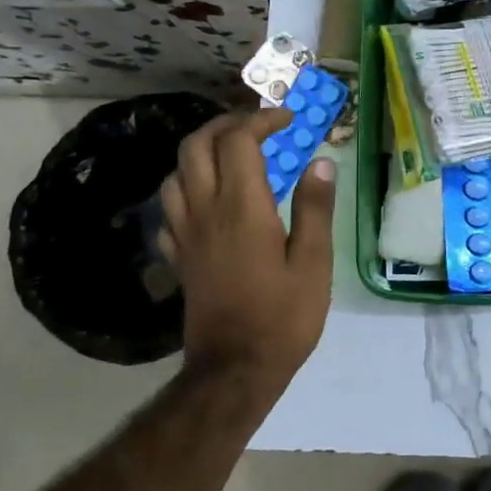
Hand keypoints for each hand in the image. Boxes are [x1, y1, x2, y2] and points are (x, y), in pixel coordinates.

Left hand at [155, 109, 337, 390]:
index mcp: (242, 207)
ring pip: (176, 172)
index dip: (261, 120)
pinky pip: (170, 208)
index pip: (238, 141)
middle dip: (226, 125)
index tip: (288, 120)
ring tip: (233, 157)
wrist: (234, 371)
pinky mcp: (179, 256)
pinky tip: (209, 200)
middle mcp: (206, 211)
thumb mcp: (313, 263)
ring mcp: (186, 234)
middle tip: (258, 128)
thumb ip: (315, 208)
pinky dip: (188, 189)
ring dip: (202, 152)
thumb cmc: (283, 317)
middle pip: (197, 145)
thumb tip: (321, 162)